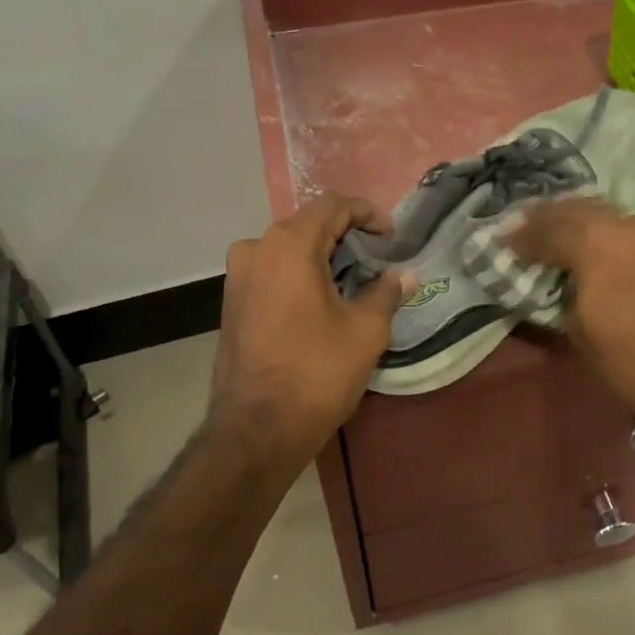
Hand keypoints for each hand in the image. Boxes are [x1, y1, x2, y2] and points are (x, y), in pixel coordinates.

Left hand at [211, 194, 409, 461]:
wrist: (256, 429)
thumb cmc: (316, 373)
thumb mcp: (365, 331)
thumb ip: (386, 292)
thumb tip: (403, 275)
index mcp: (288, 245)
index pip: (333, 206)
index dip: (367, 213)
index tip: (391, 237)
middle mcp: (256, 248)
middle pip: (308, 224)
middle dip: (346, 234)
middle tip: (377, 257)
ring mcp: (238, 276)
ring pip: (288, 248)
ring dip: (322, 255)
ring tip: (353, 279)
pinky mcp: (231, 301)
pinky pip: (272, 271)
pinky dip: (299, 274)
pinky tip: (322, 298)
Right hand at [506, 198, 634, 421]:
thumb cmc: (631, 362)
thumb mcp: (579, 328)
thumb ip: (565, 290)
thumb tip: (562, 279)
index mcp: (600, 244)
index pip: (551, 227)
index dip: (524, 234)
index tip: (504, 239)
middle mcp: (632, 226)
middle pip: (581, 209)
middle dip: (551, 216)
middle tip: (528, 225)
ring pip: (611, 216)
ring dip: (583, 222)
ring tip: (562, 233)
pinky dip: (611, 237)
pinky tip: (601, 251)